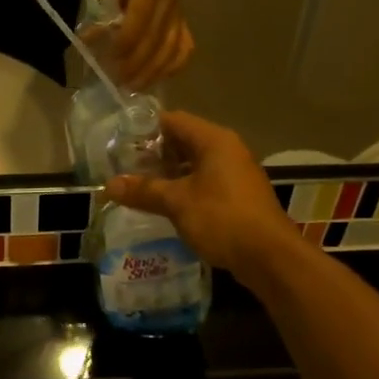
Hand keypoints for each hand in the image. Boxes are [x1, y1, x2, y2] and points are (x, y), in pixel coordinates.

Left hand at [101, 0, 194, 87]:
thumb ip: (102, 9)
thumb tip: (88, 41)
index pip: (140, 18)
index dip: (125, 42)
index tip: (109, 59)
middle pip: (156, 40)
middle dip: (136, 65)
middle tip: (118, 82)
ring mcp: (180, 10)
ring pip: (172, 48)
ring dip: (153, 72)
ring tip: (134, 87)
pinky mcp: (184, 19)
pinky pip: (185, 47)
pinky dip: (174, 66)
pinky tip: (158, 77)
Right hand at [104, 112, 301, 278]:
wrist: (270, 257)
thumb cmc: (222, 218)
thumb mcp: (177, 202)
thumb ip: (144, 190)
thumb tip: (108, 185)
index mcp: (214, 140)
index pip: (173, 120)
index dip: (145, 130)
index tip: (120, 144)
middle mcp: (227, 149)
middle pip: (184, 141)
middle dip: (154, 155)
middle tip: (125, 168)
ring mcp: (236, 173)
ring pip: (195, 164)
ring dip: (169, 174)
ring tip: (140, 187)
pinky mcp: (238, 196)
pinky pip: (205, 182)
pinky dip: (185, 189)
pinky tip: (166, 205)